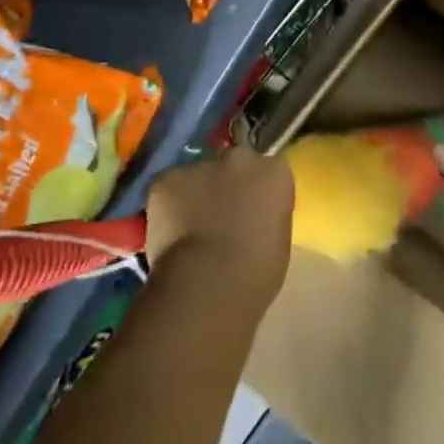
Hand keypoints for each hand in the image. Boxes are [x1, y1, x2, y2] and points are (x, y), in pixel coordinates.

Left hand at [145, 146, 294, 304]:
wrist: (208, 283)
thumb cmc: (255, 273)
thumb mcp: (277, 241)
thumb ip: (266, 217)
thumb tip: (251, 220)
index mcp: (275, 173)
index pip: (269, 171)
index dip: (257, 191)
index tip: (252, 212)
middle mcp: (240, 159)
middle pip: (234, 164)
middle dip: (227, 184)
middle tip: (220, 216)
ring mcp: (201, 166)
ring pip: (198, 176)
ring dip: (196, 194)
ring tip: (189, 230)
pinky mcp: (166, 180)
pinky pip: (167, 189)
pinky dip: (166, 206)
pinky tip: (167, 233)